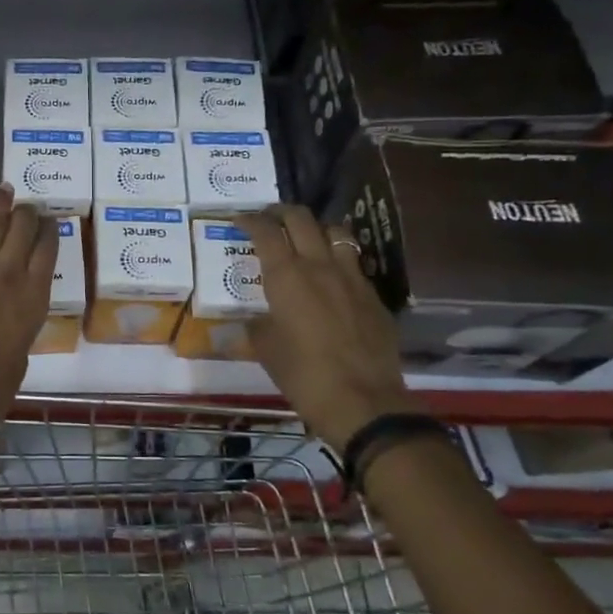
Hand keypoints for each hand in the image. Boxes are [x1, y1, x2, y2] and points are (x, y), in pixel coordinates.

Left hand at [0, 183, 56, 414]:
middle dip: (26, 213)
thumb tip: (12, 305)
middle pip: (22, 230)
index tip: (48, 221)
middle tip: (25, 206)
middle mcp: (9, 276)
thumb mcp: (23, 348)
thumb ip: (21, 318)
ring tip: (3, 188)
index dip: (49, 230)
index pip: (48, 250)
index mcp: (34, 297)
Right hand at [235, 204, 419, 446]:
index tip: (239, 219)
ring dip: (316, 229)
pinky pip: (354, 263)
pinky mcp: (373, 295)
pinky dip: (338, 258)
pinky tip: (332, 277)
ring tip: (305, 239)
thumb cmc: (302, 374)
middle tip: (269, 219)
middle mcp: (320, 265)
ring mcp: (352, 277)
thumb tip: (250, 320)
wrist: (363, 401)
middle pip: (302, 219)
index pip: (266, 231)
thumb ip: (255, 325)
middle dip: (281, 212)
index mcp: (287, 275)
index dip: (250, 220)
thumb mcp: (266, 349)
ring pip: (335, 232)